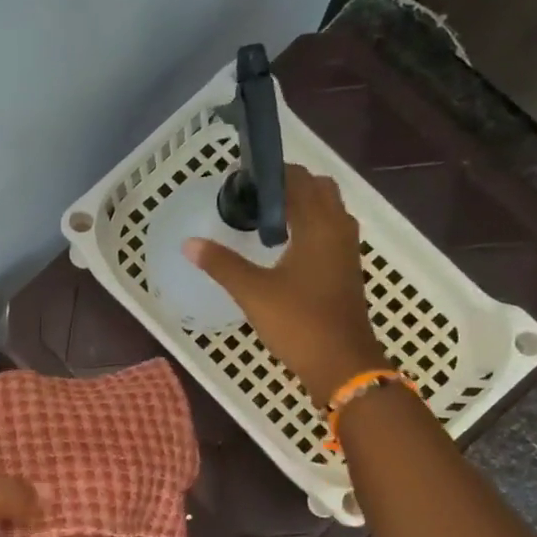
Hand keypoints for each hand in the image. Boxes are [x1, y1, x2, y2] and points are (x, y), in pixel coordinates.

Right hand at [184, 164, 388, 404]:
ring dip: (301, 206)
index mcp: (318, 225)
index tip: (241, 178)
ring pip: (327, 210)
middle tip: (253, 198)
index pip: (298, 179)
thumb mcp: (253, 292)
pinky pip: (329, 231)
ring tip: (264, 220)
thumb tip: (189, 243)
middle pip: (318, 188)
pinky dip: (309, 226)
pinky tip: (282, 248)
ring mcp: (346, 250)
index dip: (271, 173)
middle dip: (288, 185)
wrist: (341, 363)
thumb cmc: (298, 322)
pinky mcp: (345, 269)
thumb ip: (221, 264)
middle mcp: (338, 229)